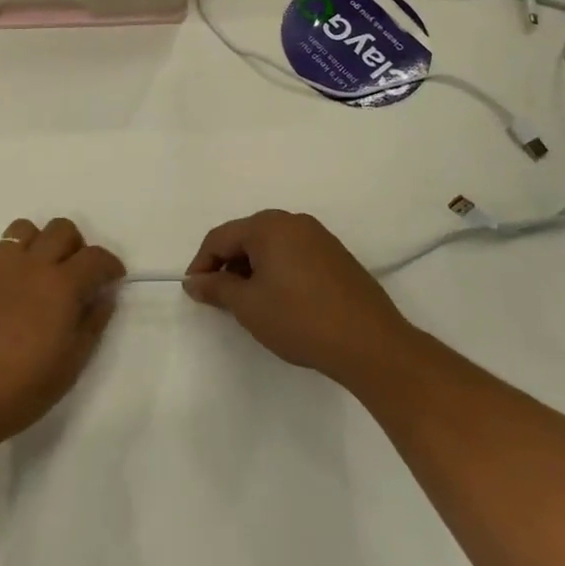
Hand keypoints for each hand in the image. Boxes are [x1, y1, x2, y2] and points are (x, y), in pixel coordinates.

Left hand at [0, 217, 124, 460]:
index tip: (112, 279)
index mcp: (62, 285)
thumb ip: (93, 323)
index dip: (110, 265)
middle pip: (62, 229)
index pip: (96, 257)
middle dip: (76, 247)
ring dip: (38, 244)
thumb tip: (104, 295)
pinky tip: (2, 282)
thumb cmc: (20, 388)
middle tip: (74, 275)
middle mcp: (32, 263)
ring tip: (37, 272)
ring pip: (25, 228)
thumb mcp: (71, 364)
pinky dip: (1, 257)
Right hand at [184, 210, 412, 389]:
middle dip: (228, 265)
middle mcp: (294, 221)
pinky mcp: (336, 255)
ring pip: (271, 246)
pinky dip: (278, 271)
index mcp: (269, 226)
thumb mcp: (249, 306)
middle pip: (246, 237)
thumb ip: (217, 288)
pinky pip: (294, 254)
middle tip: (221, 298)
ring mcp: (319, 237)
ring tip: (250, 303)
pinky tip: (281, 300)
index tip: (195, 292)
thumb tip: (194, 281)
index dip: (202, 264)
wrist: (370, 343)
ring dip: (252, 269)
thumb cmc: (300, 319)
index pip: (220, 237)